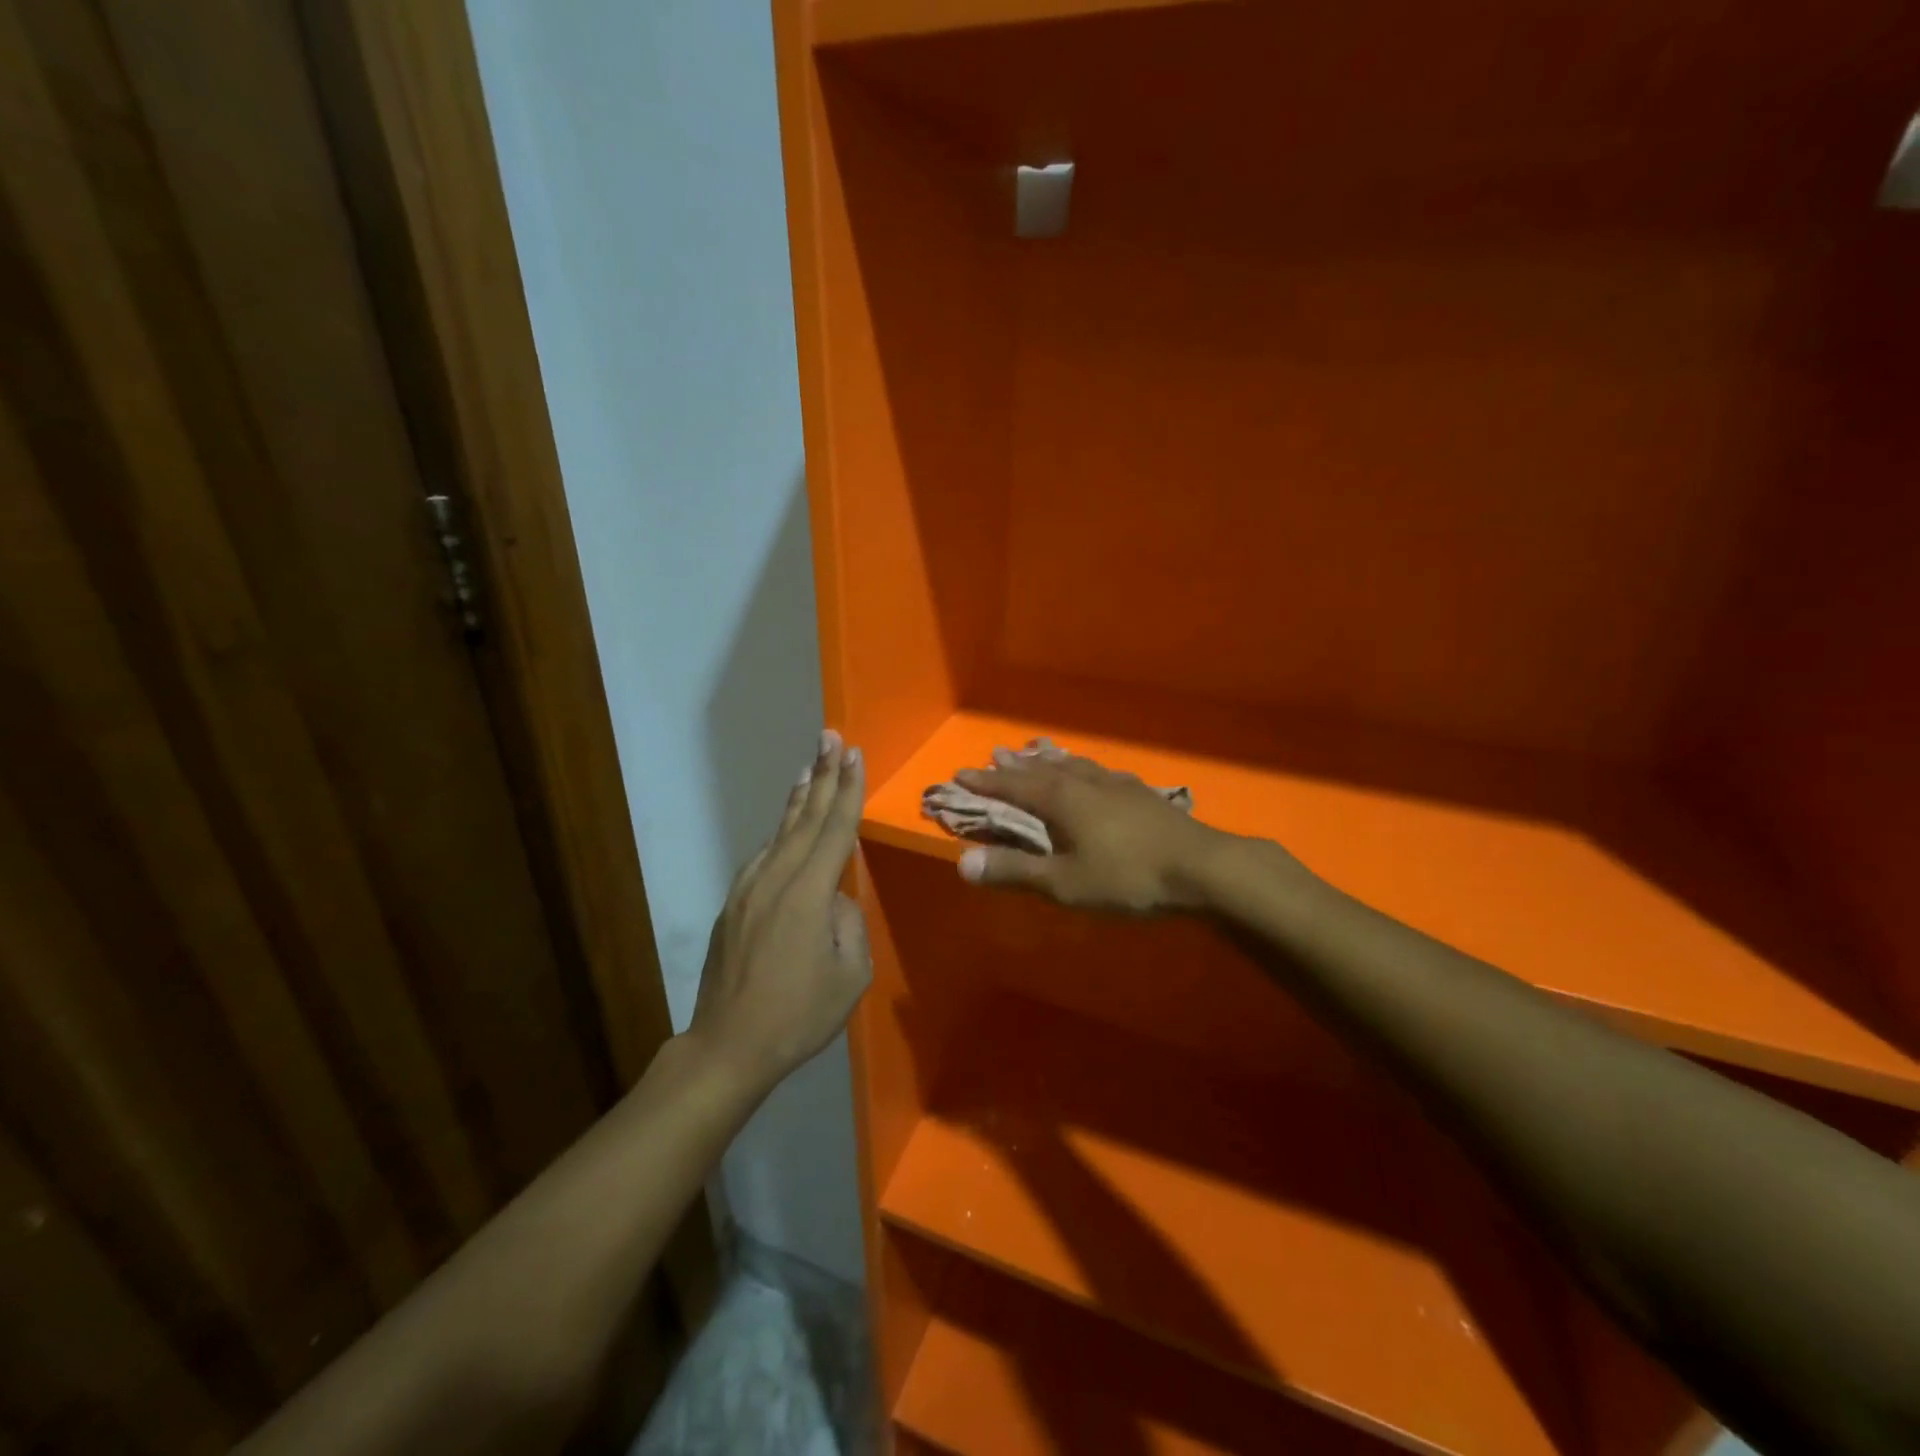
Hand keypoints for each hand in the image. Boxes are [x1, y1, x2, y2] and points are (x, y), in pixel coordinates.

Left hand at [686, 730, 870, 1092]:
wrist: (728, 1045)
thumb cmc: (798, 1015)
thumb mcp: (850, 975)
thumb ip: (848, 924)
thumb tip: (835, 901)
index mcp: (809, 894)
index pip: (835, 829)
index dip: (847, 790)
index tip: (853, 754)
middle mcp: (776, 879)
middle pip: (805, 817)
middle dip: (821, 774)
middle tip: (830, 737)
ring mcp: (749, 889)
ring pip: (780, 833)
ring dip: (798, 798)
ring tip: (809, 768)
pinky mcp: (734, 904)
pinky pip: (764, 856)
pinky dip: (781, 832)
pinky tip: (787, 827)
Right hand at [952, 744, 1230, 913]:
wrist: (1202, 868)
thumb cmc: (1128, 877)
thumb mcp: (1065, 883)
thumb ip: (1015, 872)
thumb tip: (962, 863)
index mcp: (1062, 800)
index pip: (1014, 786)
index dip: (986, 782)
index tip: (961, 773)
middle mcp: (1086, 783)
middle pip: (1043, 768)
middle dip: (1016, 765)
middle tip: (996, 753)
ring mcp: (1117, 785)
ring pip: (1074, 765)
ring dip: (1050, 760)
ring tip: (1038, 752)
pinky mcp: (1142, 794)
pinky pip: (1099, 772)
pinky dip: (1081, 768)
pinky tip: (1093, 773)